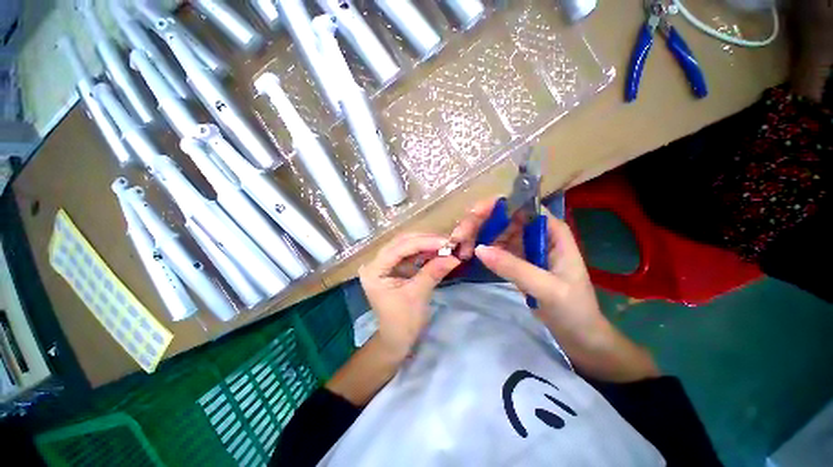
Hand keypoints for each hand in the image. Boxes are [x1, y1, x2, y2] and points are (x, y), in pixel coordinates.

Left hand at [359, 233, 460, 359]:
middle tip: (447, 242)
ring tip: (445, 245)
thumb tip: (454, 256)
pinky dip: (425, 252)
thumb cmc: (403, 322)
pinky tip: (437, 251)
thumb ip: (433, 272)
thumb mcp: (418, 296)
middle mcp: (376, 263)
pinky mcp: (395, 267)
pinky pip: (411, 254)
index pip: (399, 248)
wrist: (397, 339)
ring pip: (407, 245)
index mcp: (374, 271)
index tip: (446, 242)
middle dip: (426, 241)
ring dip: (426, 244)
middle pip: (401, 243)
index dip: (424, 243)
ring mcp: (385, 264)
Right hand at [451, 198, 658, 381]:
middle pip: (504, 217)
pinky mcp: (516, 260)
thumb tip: (479, 249)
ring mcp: (525, 247)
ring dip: (477, 236)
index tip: (473, 214)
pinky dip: (481, 249)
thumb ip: (514, 268)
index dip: (497, 205)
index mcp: (552, 231)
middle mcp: (537, 233)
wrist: (578, 336)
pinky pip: (495, 247)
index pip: (523, 206)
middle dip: (480, 222)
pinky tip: (468, 255)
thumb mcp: (547, 289)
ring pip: (496, 231)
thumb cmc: (574, 310)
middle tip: (459, 236)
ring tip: (461, 249)